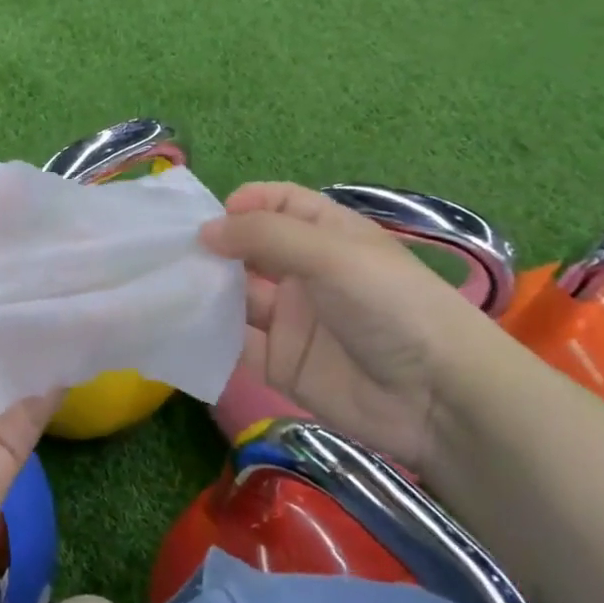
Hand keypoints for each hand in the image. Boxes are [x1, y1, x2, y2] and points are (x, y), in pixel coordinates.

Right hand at [200, 182, 510, 470]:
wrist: (437, 398)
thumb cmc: (391, 305)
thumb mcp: (332, 255)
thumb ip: (266, 236)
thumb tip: (204, 231)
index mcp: (324, 234)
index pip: (276, 204)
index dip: (243, 204)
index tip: (209, 219)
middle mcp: (303, 271)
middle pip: (248, 249)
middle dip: (212, 248)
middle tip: (169, 254)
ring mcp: (289, 318)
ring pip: (235, 295)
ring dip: (205, 290)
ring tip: (165, 287)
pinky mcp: (278, 363)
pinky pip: (235, 343)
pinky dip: (208, 334)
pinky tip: (179, 327)